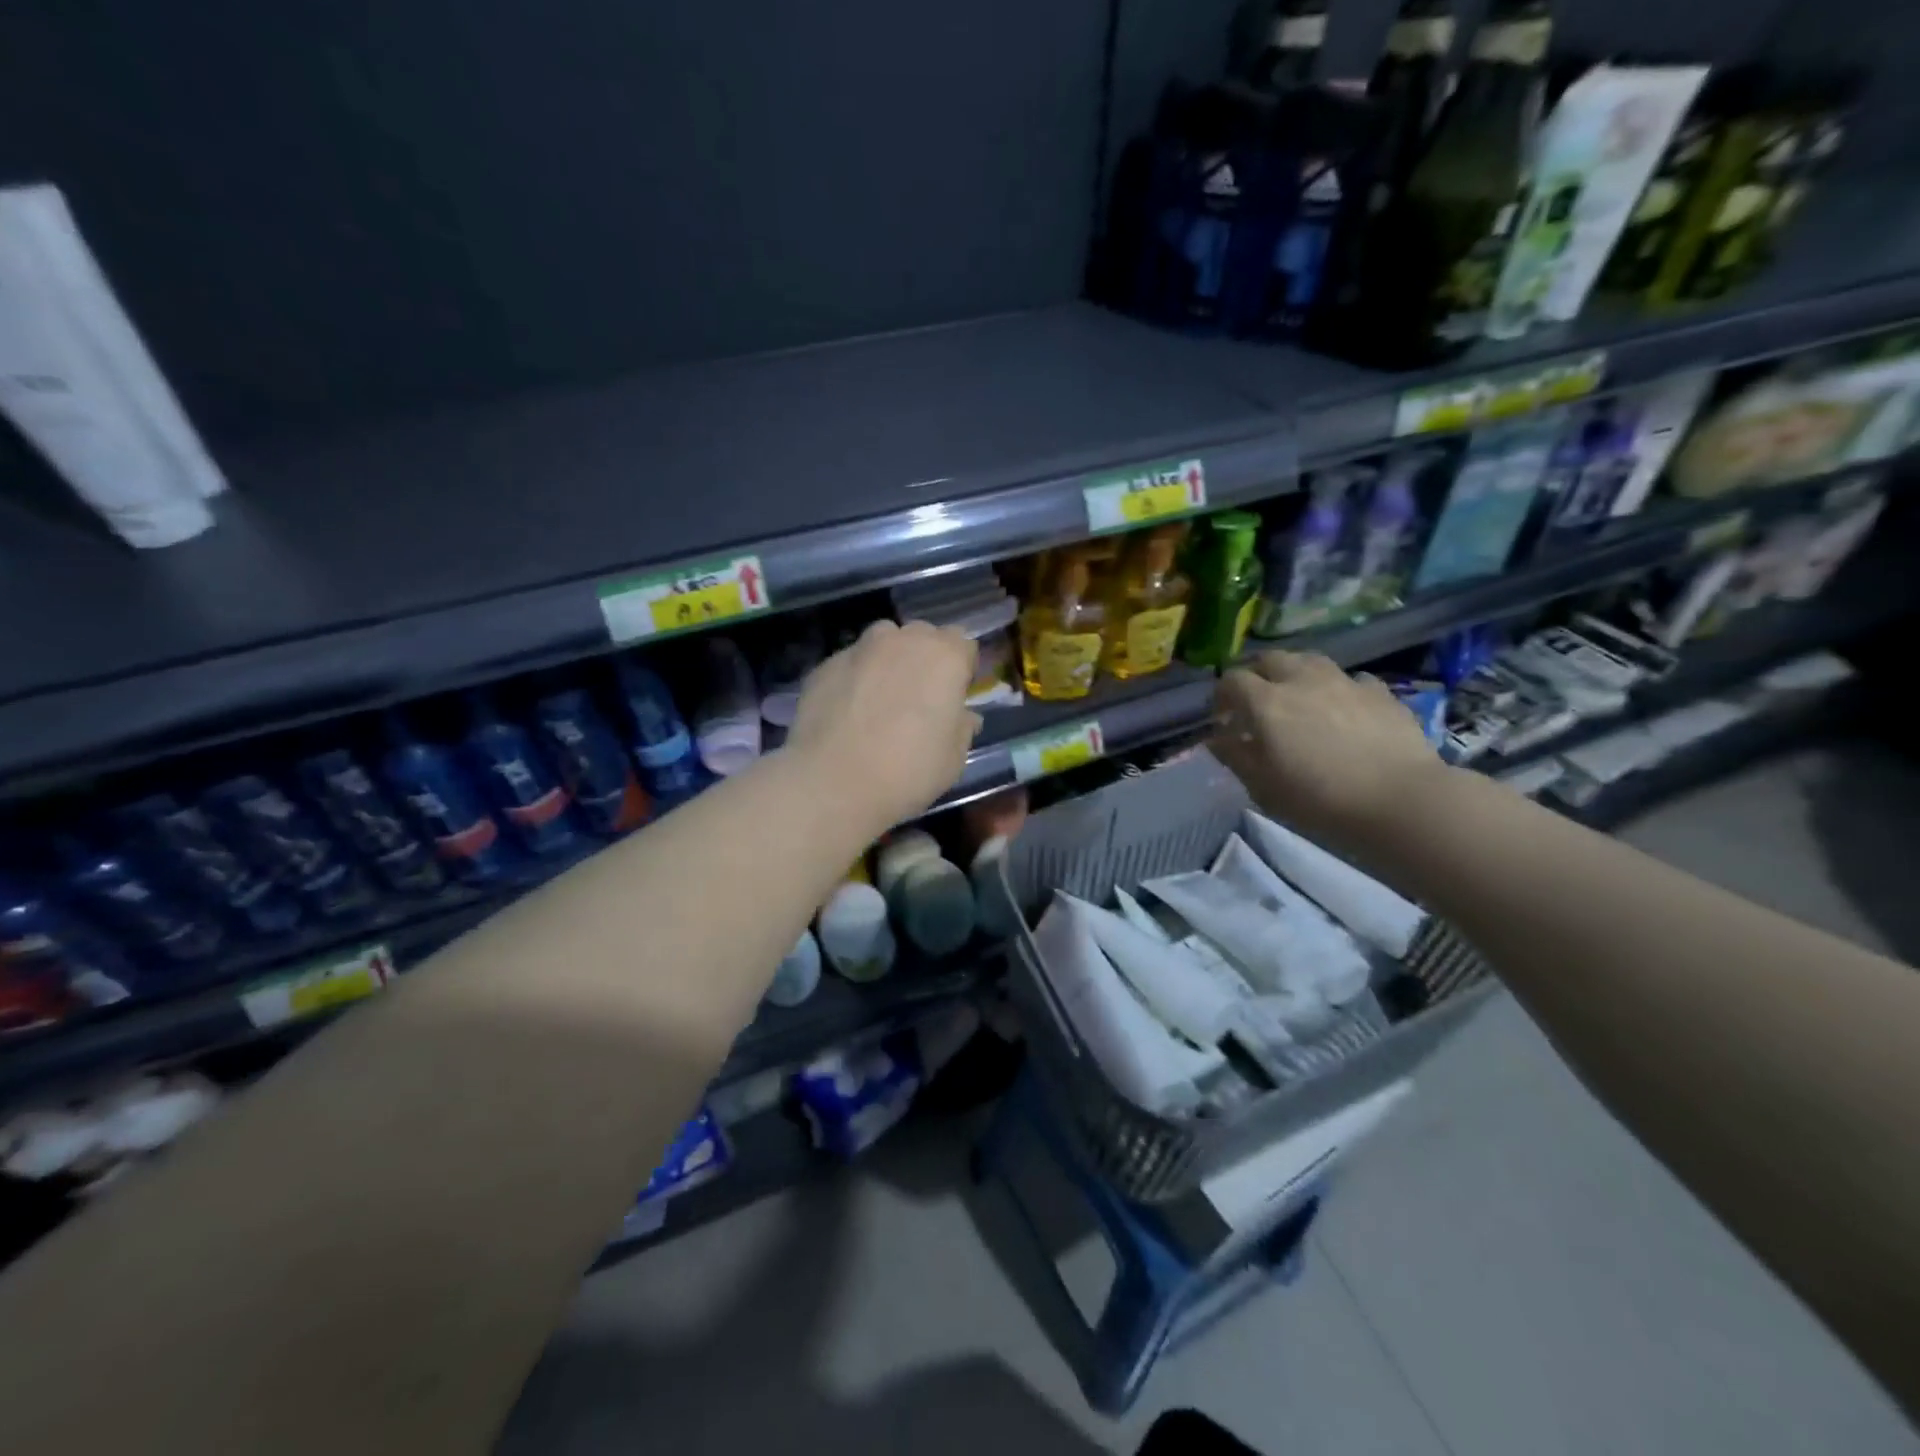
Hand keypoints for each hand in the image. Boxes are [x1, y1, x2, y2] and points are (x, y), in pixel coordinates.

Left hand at [786, 620, 980, 828]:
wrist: (832, 781)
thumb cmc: (908, 771)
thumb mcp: (953, 759)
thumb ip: (962, 728)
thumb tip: (964, 717)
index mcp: (944, 657)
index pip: (963, 643)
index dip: (961, 668)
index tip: (954, 695)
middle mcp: (903, 641)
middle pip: (922, 636)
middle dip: (925, 658)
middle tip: (919, 698)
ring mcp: (860, 648)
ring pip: (883, 642)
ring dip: (888, 661)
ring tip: (880, 700)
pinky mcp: (825, 664)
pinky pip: (851, 664)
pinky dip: (855, 679)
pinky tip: (848, 713)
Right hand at [1210, 651, 1445, 855]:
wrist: (1399, 801)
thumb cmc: (1318, 799)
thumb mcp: (1262, 786)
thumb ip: (1235, 757)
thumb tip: (1217, 739)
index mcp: (1266, 702)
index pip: (1231, 680)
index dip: (1222, 696)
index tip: (1224, 719)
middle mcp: (1302, 680)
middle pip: (1270, 659)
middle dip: (1257, 675)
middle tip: (1257, 703)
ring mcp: (1344, 681)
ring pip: (1310, 660)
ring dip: (1296, 674)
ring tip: (1299, 699)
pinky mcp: (1380, 692)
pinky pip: (1351, 679)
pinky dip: (1339, 689)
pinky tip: (1345, 710)